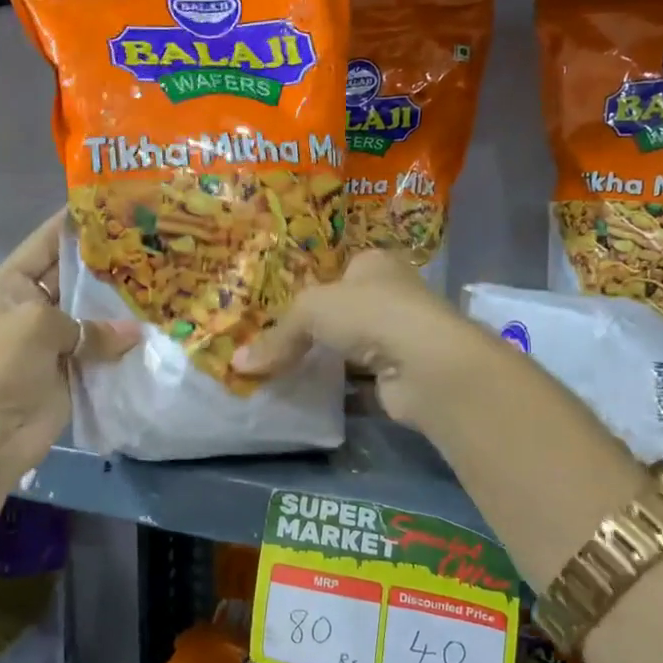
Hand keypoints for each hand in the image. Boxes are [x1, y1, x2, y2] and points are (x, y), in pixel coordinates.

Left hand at [0, 213, 134, 472]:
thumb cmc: (1, 366)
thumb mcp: (38, 326)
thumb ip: (89, 323)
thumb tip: (136, 334)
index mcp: (13, 283)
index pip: (48, 241)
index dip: (79, 223)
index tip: (119, 204)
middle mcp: (34, 306)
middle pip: (76, 277)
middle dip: (110, 264)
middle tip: (156, 245)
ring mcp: (54, 340)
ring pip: (94, 315)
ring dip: (123, 306)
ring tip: (166, 281)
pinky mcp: (72, 370)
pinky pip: (102, 350)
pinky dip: (125, 344)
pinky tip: (158, 328)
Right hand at [232, 251, 497, 426]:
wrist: (426, 366)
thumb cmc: (369, 314)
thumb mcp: (310, 311)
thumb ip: (276, 336)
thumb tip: (237, 363)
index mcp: (374, 264)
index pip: (337, 271)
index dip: (308, 288)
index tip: (275, 309)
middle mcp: (391, 296)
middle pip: (342, 312)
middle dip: (313, 329)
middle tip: (272, 344)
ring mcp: (399, 338)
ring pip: (350, 348)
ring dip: (324, 361)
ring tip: (281, 372)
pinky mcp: (400, 377)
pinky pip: (358, 382)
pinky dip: (337, 390)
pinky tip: (307, 397)